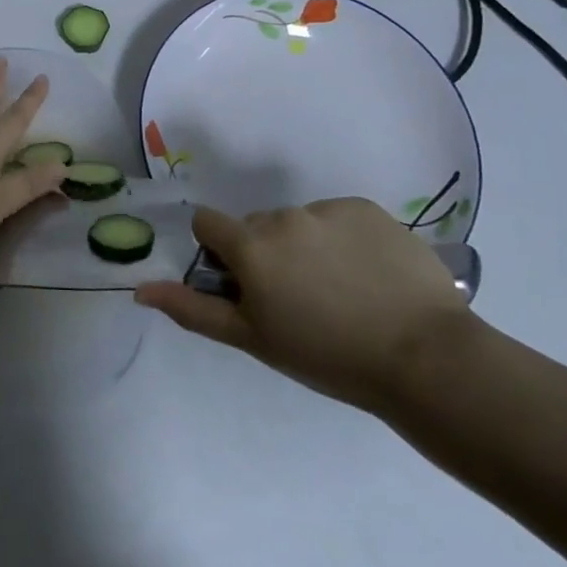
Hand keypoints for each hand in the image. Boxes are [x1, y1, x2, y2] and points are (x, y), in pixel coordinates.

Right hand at [134, 200, 473, 411]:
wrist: (425, 357)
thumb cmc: (328, 356)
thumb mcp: (253, 339)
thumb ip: (194, 309)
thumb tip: (141, 290)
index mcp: (250, 246)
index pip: (208, 223)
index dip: (219, 251)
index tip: (244, 282)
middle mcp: (282, 216)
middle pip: (256, 225)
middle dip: (265, 252)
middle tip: (298, 298)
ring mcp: (327, 209)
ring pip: (299, 221)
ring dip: (306, 246)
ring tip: (342, 290)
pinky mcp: (367, 209)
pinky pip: (338, 218)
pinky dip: (344, 240)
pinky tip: (369, 275)